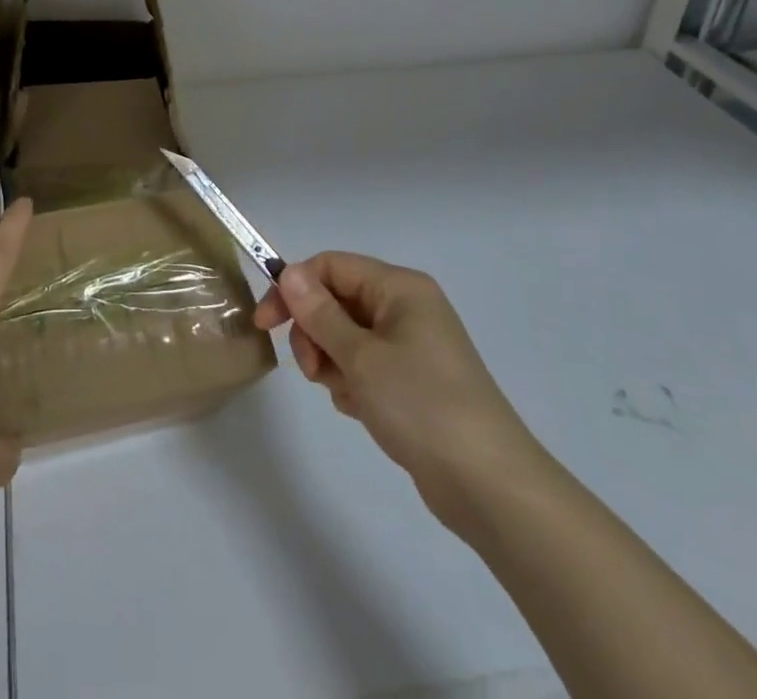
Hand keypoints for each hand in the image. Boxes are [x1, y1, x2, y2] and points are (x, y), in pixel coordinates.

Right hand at [255, 251, 545, 539]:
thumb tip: (289, 273)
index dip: (294, 288)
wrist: (490, 487)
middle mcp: (406, 308)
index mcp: (399, 288)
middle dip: (315, 332)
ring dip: (332, 361)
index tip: (266, 324)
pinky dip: (352, 383)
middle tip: (311, 370)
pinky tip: (361, 410)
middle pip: (337, 301)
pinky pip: (364, 365)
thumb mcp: (361, 357)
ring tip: (344, 395)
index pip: (331, 267)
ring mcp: (412, 346)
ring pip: (346, 336)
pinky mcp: (413, 381)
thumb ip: (319, 313)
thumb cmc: (422, 406)